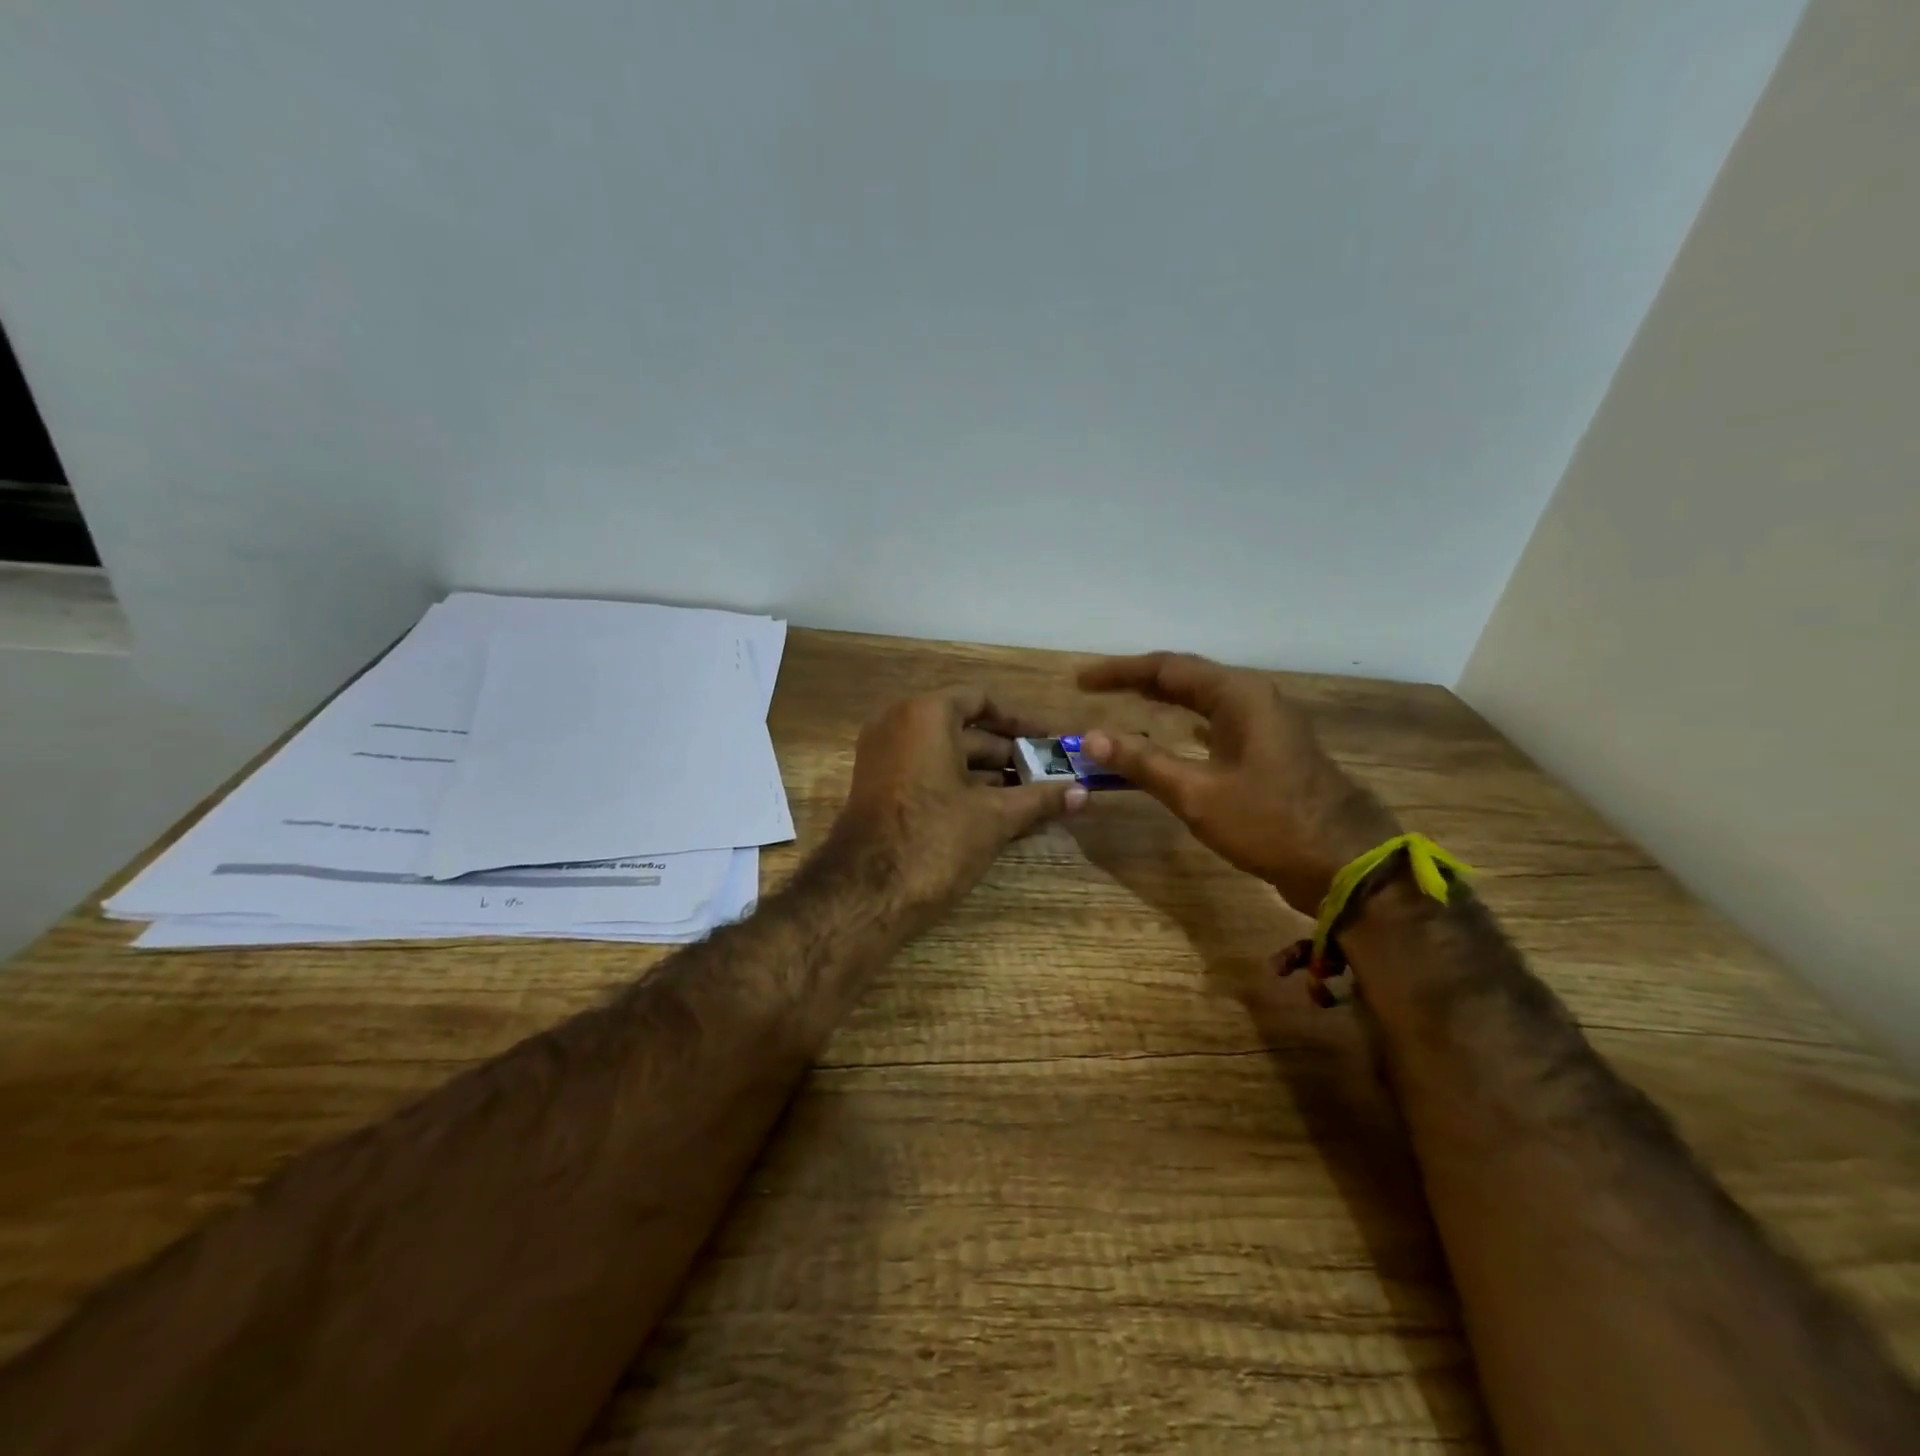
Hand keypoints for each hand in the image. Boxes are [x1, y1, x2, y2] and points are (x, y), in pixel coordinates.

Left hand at [832, 687, 1087, 916]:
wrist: (864, 893)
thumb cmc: (935, 839)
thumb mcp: (994, 817)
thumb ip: (1040, 799)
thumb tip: (1084, 793)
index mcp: (926, 715)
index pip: (980, 699)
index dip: (1018, 721)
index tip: (1048, 742)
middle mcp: (898, 724)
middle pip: (963, 729)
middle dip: (1008, 753)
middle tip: (1048, 775)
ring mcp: (883, 757)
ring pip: (946, 755)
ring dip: (988, 774)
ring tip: (1031, 798)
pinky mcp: (878, 788)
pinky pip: (927, 774)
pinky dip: (960, 786)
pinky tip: (996, 814)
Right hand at [1079, 652, 1398, 911]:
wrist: (1345, 863)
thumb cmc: (1269, 822)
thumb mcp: (1197, 794)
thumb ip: (1144, 762)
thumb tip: (1093, 737)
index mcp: (1238, 696)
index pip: (1166, 668)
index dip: (1119, 672)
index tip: (1081, 681)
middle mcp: (1253, 699)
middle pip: (1185, 677)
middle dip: (1138, 681)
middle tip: (1094, 688)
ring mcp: (1266, 724)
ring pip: (1203, 700)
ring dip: (1162, 700)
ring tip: (1125, 702)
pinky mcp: (1269, 750)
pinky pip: (1217, 723)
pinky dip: (1186, 723)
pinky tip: (1174, 732)